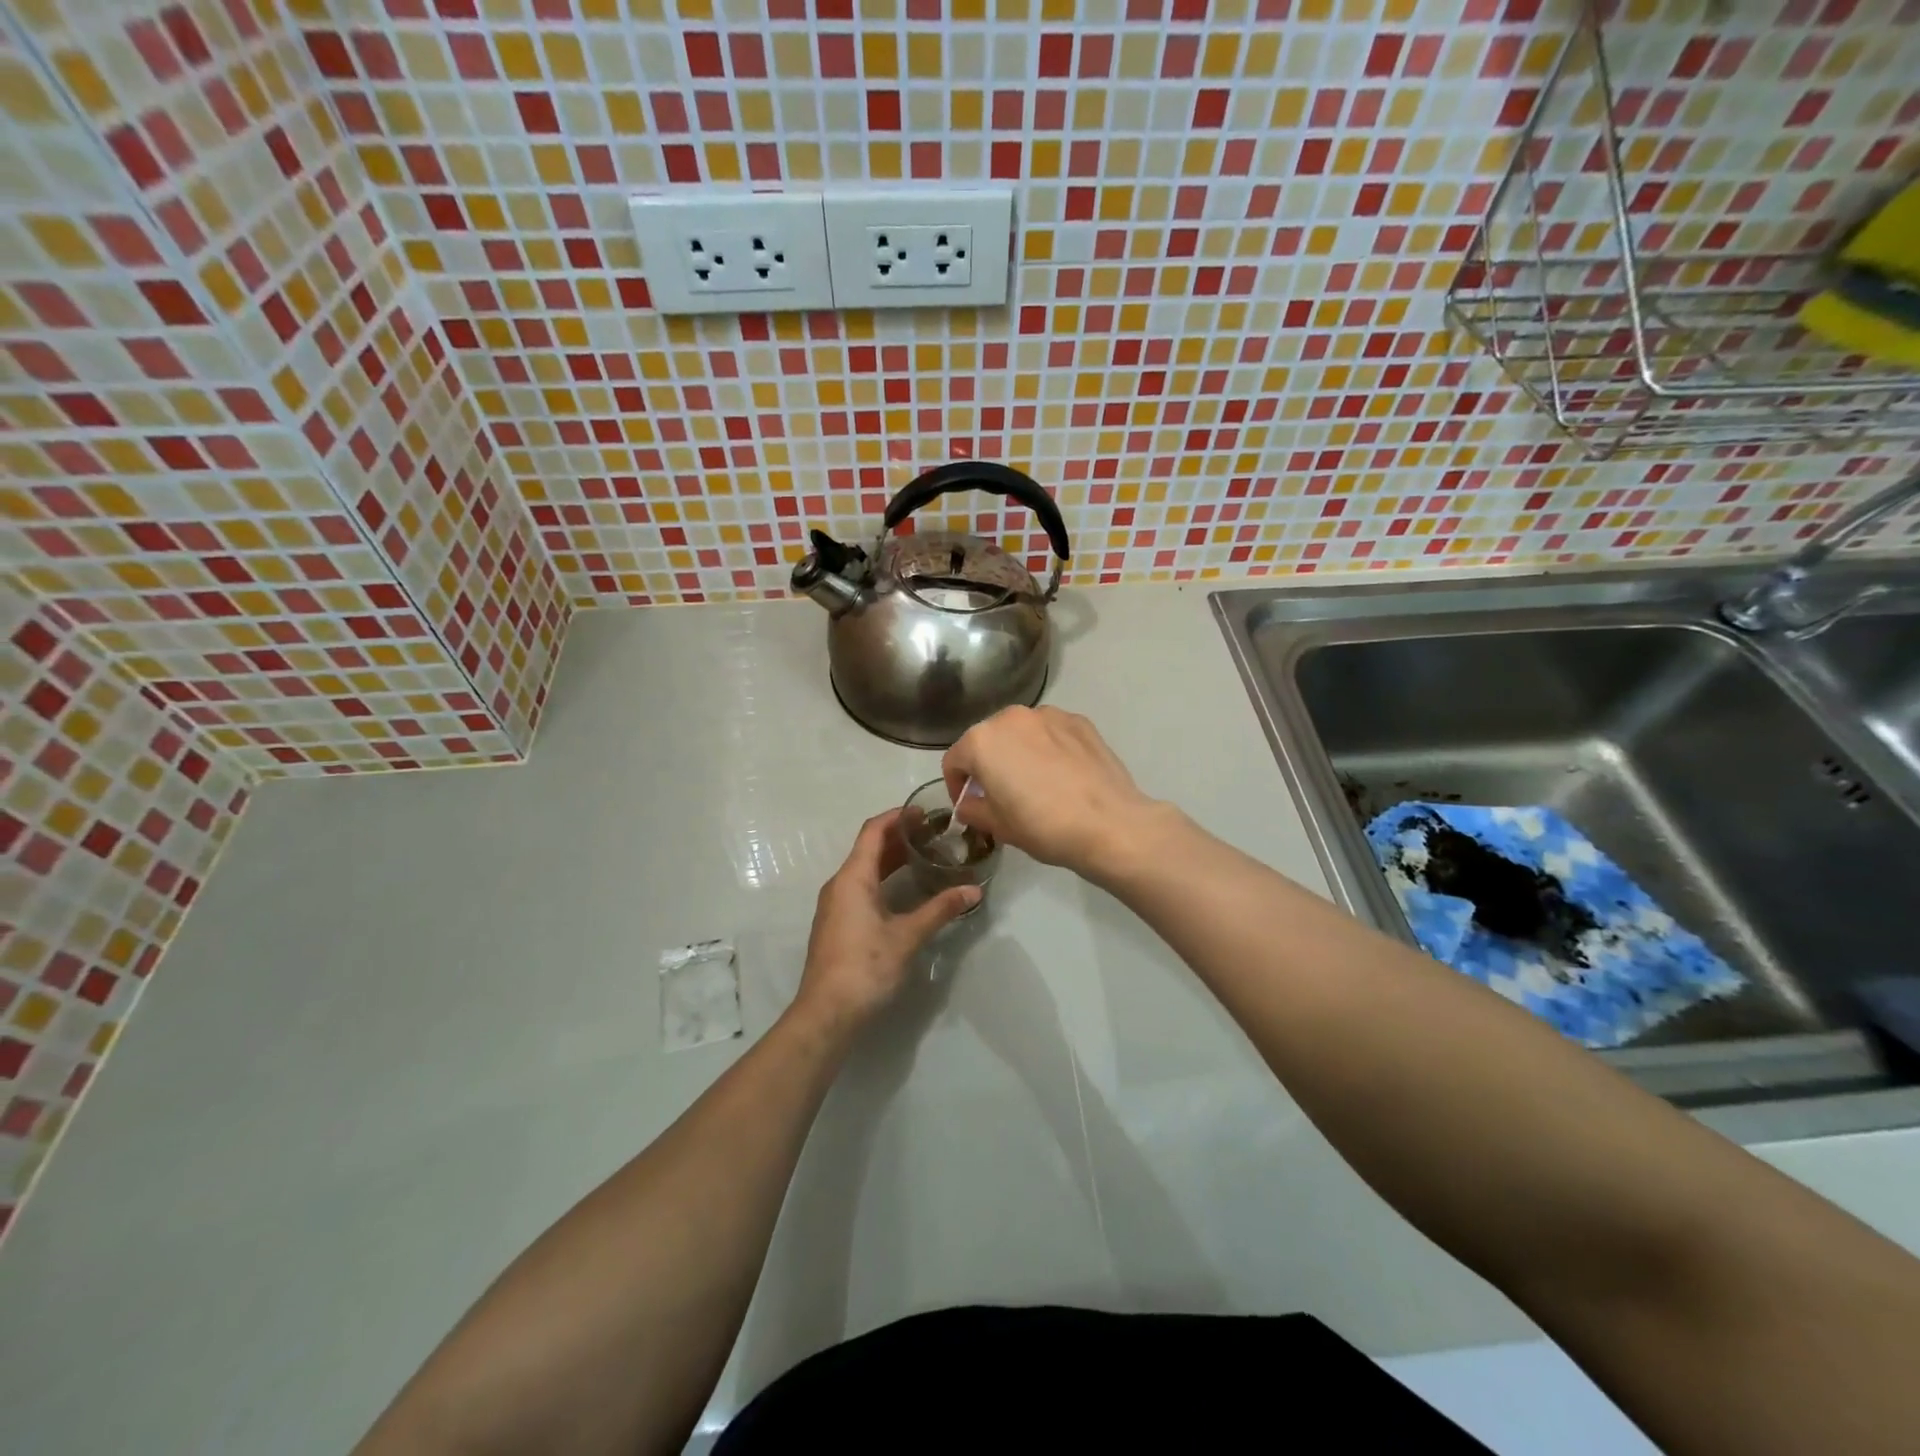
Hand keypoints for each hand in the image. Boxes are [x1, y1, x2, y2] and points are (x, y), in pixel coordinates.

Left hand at [793, 808, 979, 1029]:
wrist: (827, 1012)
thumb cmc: (865, 967)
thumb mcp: (907, 936)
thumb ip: (940, 910)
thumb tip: (973, 891)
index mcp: (852, 878)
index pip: (873, 831)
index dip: (897, 817)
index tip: (924, 812)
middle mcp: (839, 884)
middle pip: (868, 849)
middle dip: (899, 837)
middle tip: (933, 834)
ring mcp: (835, 905)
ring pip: (864, 869)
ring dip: (891, 859)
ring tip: (924, 856)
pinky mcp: (837, 923)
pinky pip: (860, 887)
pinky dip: (883, 878)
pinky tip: (904, 890)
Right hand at [941, 706, 1167, 877]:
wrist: (1109, 824)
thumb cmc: (1043, 826)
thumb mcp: (998, 826)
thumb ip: (973, 809)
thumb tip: (969, 804)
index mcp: (982, 740)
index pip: (954, 760)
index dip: (957, 785)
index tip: (970, 805)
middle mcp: (1012, 717)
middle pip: (988, 739)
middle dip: (988, 764)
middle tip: (1002, 795)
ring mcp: (1049, 715)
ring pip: (1021, 732)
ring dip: (1019, 752)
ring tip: (1036, 783)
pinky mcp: (1080, 721)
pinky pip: (1051, 733)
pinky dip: (1048, 748)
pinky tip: (1063, 775)